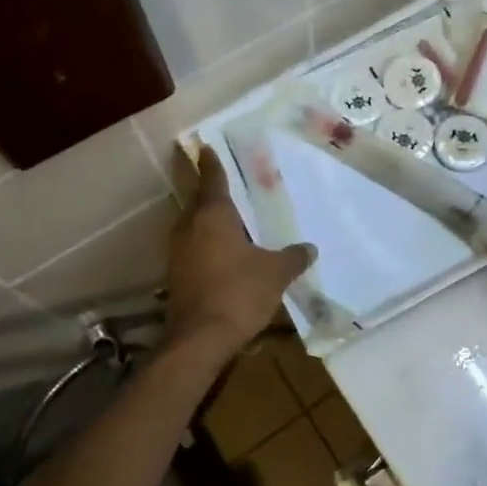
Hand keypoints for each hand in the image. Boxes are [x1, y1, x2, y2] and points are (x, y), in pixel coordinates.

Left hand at [165, 148, 315, 354]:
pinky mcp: (176, 275)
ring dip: (211, 223)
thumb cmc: (239, 292)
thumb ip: (293, 257)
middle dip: (214, 194)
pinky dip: (208, 246)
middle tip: (234, 186)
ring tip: (235, 221)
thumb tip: (309, 248)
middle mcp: (190, 226)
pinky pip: (194, 249)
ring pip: (196, 227)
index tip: (206, 146)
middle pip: (200, 202)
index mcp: (213, 215)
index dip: (212, 162)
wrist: (200, 339)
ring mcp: (178, 252)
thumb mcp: (275, 273)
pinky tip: (227, 254)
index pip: (212, 179)